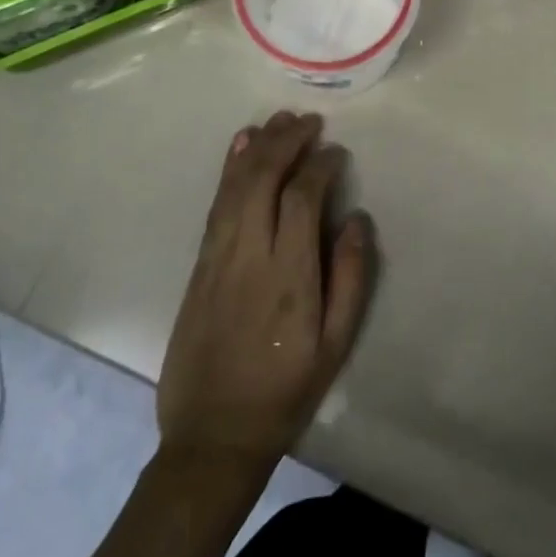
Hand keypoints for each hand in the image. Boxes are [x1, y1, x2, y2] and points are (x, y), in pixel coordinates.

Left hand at [157, 111, 373, 472]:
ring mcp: (218, 258)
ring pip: (236, 186)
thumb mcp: (335, 345)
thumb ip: (351, 278)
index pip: (302, 198)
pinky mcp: (199, 265)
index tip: (337, 152)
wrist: (212, 437)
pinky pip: (215, 205)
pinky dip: (229, 169)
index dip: (320, 165)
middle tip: (309, 120)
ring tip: (279, 119)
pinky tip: (240, 147)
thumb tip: (356, 218)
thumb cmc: (284, 392)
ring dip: (258, 146)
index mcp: (289, 276)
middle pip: (264, 179)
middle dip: (287, 141)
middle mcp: (249, 256)